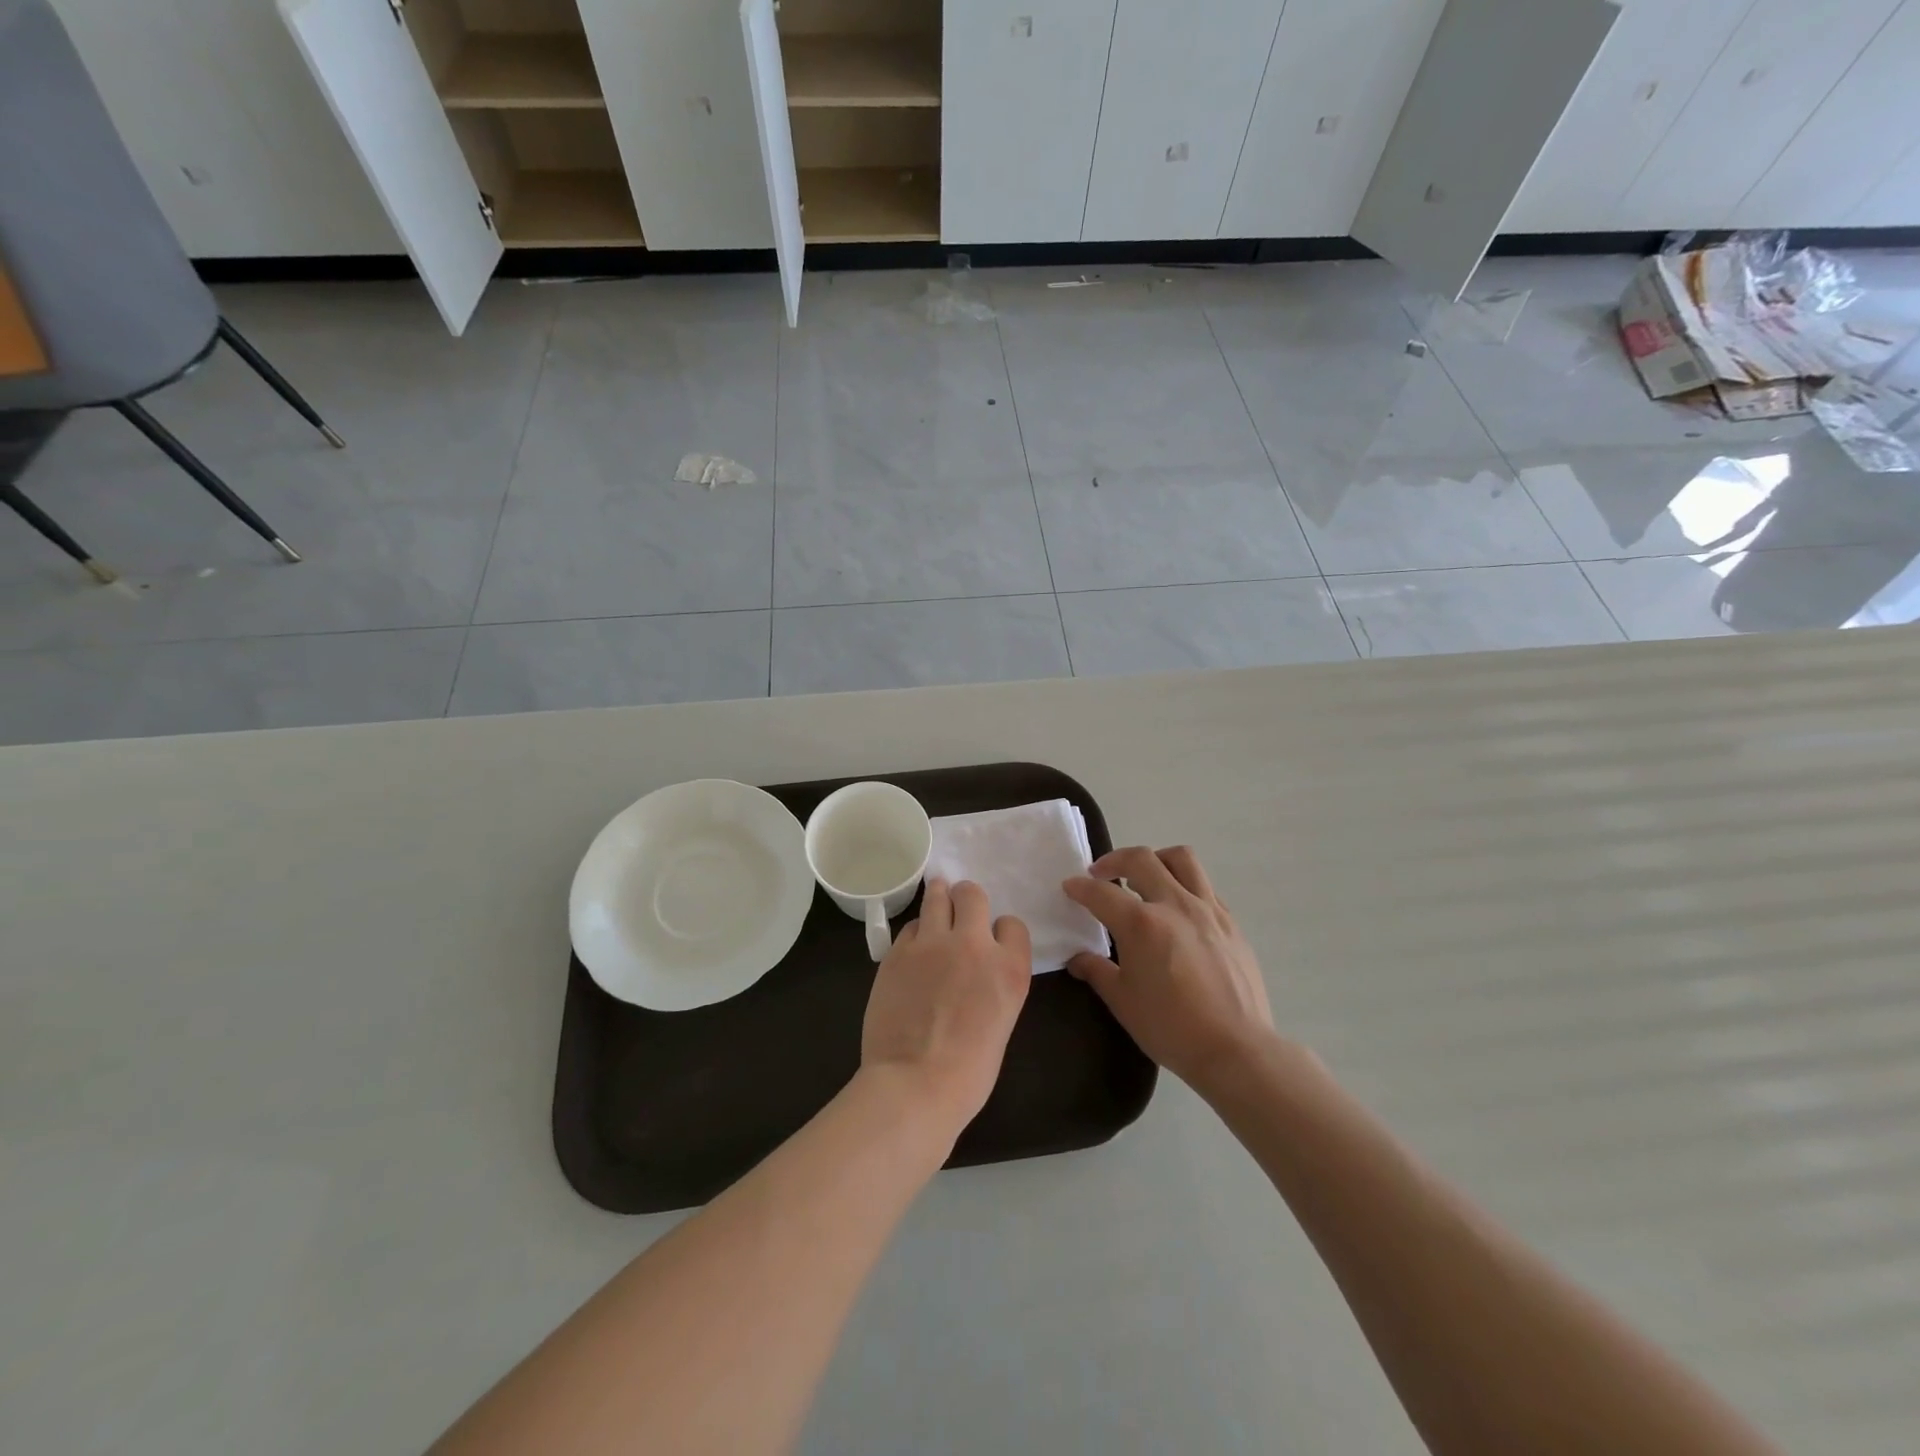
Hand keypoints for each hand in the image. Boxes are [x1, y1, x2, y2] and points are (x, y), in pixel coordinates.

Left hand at [861, 878, 1032, 1132]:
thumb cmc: (968, 1073)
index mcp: (1009, 968)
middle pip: (972, 894)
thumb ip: (993, 984)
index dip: (1001, 930)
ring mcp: (933, 944)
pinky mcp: (898, 952)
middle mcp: (974, 945)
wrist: (915, 1084)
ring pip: (937, 896)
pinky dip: (915, 932)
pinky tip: (914, 946)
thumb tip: (976, 973)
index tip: (992, 940)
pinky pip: (910, 926)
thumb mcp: (1001, 1021)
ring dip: (939, 895)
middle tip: (960, 906)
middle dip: (967, 898)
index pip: (1012, 924)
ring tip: (937, 895)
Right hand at [1063, 846, 1274, 1094]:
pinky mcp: (1231, 922)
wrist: (1236, 1049)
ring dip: (1156, 860)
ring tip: (1145, 877)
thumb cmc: (1171, 1028)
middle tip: (1102, 874)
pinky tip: (1178, 909)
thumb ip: (1097, 971)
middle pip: (1141, 859)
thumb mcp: (1123, 1002)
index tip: (1070, 886)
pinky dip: (1184, 885)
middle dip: (1114, 860)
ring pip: (1181, 859)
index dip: (1080, 887)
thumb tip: (1078, 959)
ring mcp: (1208, 910)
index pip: (1101, 893)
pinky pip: (1205, 886)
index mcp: (1142, 924)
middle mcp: (1174, 905)